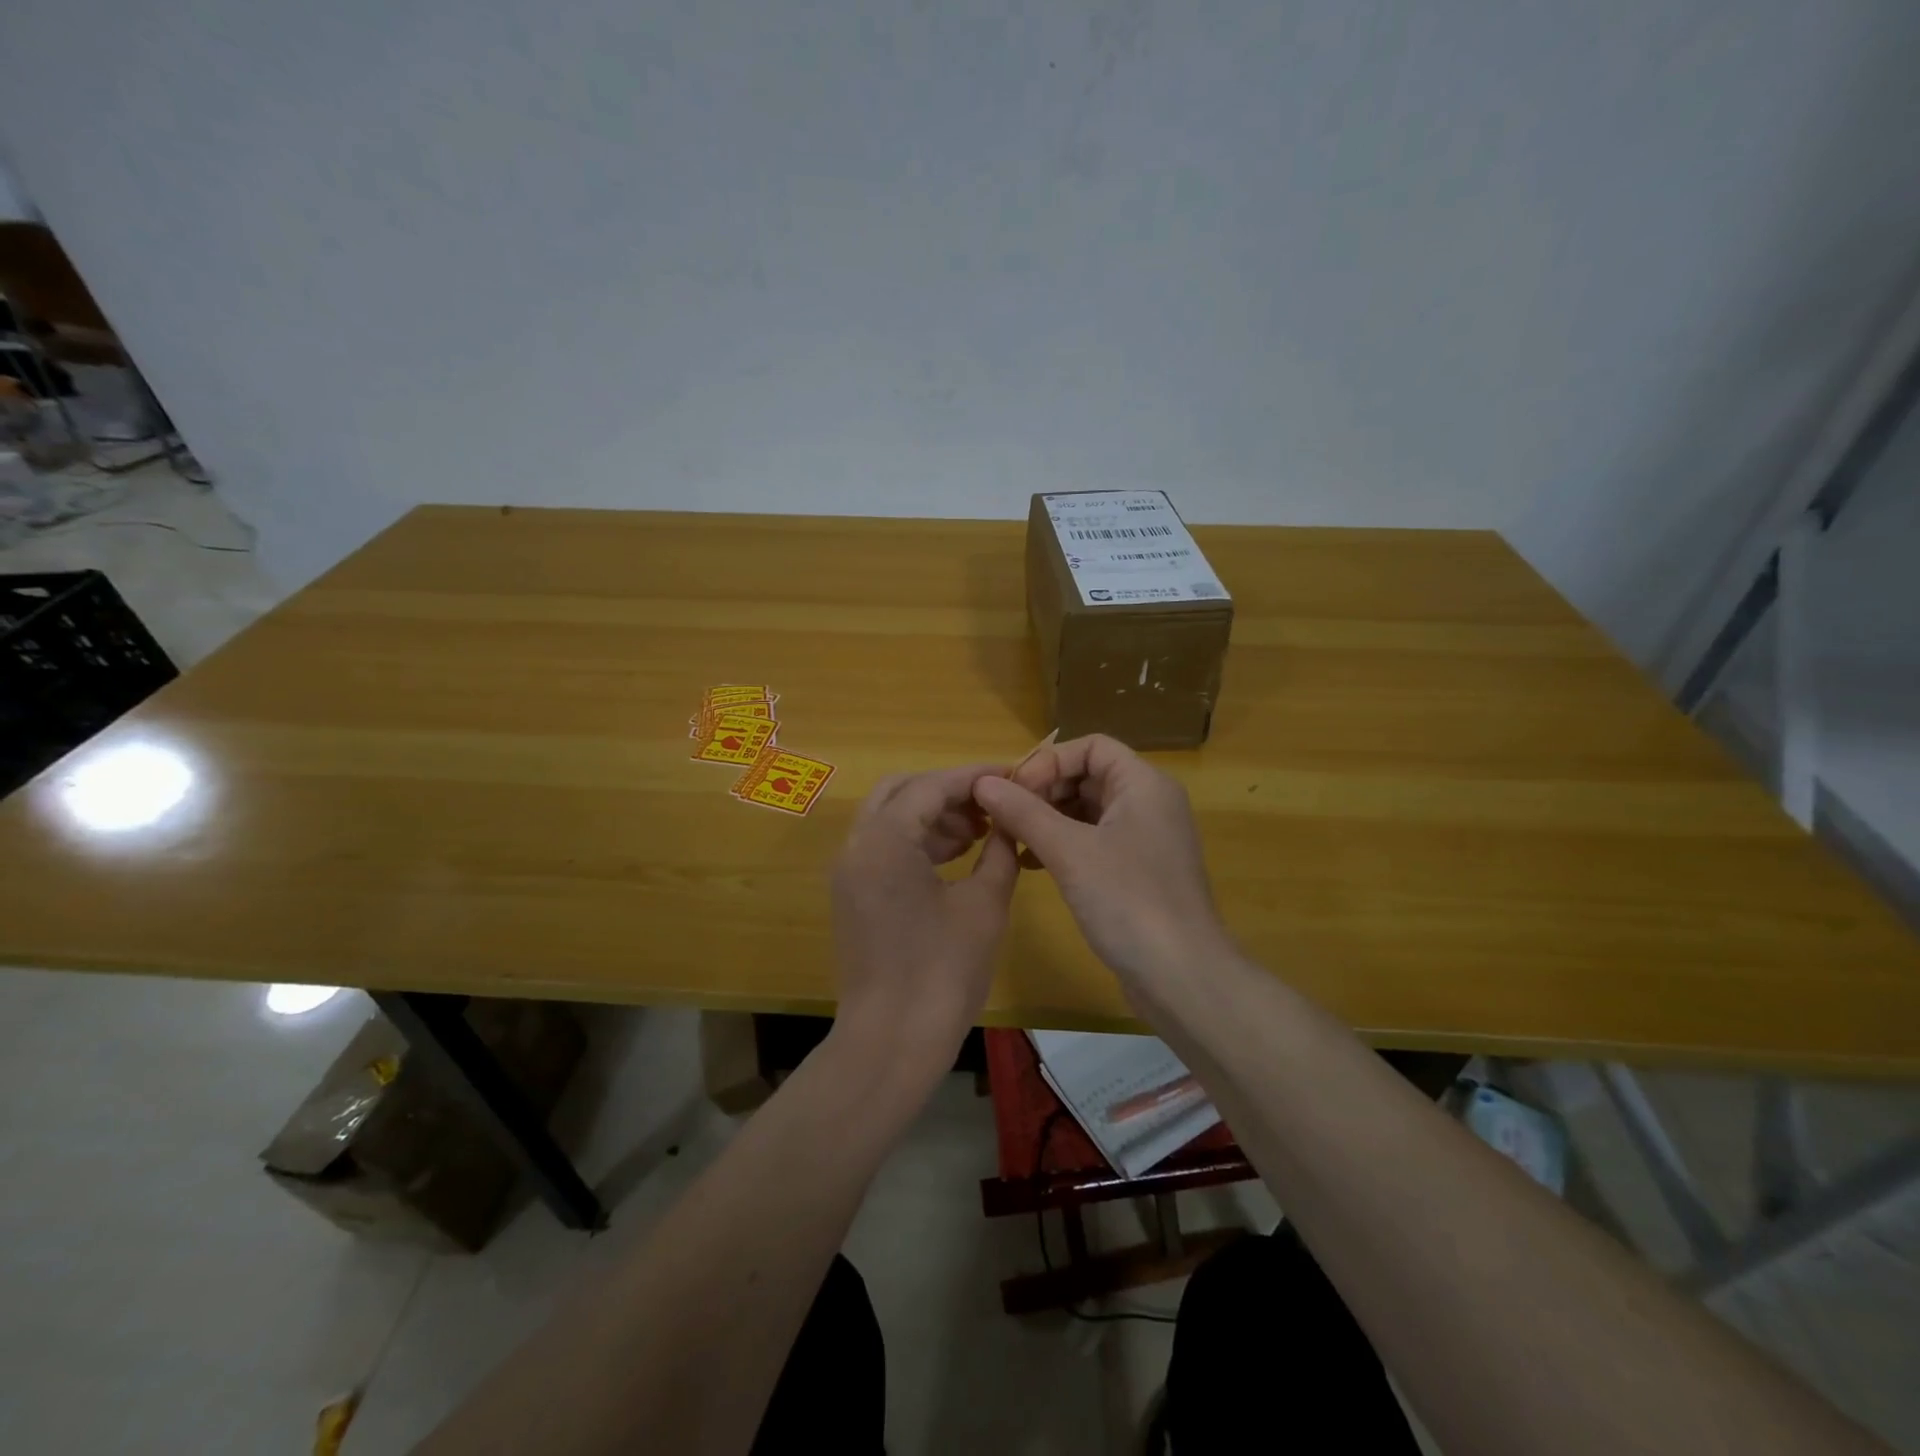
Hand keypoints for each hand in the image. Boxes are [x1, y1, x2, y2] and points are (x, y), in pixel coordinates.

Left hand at [830, 764, 1020, 1078]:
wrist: (891, 1042)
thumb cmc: (943, 972)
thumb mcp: (984, 905)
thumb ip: (999, 851)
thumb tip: (1009, 822)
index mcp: (885, 840)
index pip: (931, 785)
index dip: (973, 778)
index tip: (1011, 776)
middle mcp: (857, 846)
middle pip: (901, 792)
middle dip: (947, 792)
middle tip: (990, 806)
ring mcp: (849, 872)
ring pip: (890, 818)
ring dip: (932, 816)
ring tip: (980, 833)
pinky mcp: (852, 896)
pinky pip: (883, 848)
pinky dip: (917, 842)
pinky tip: (955, 858)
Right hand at [971, 735, 1232, 989]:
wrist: (1181, 977)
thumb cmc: (1128, 900)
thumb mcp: (1069, 851)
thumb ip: (1024, 812)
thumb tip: (983, 782)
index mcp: (1143, 784)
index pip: (1091, 747)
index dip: (1049, 761)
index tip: (1015, 791)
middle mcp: (1149, 803)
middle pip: (1088, 776)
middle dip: (1044, 791)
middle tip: (1005, 816)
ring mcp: (1146, 839)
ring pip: (1088, 810)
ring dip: (1048, 819)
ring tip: (1011, 840)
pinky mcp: (1138, 872)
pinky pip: (1094, 841)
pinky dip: (1063, 844)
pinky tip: (1032, 864)